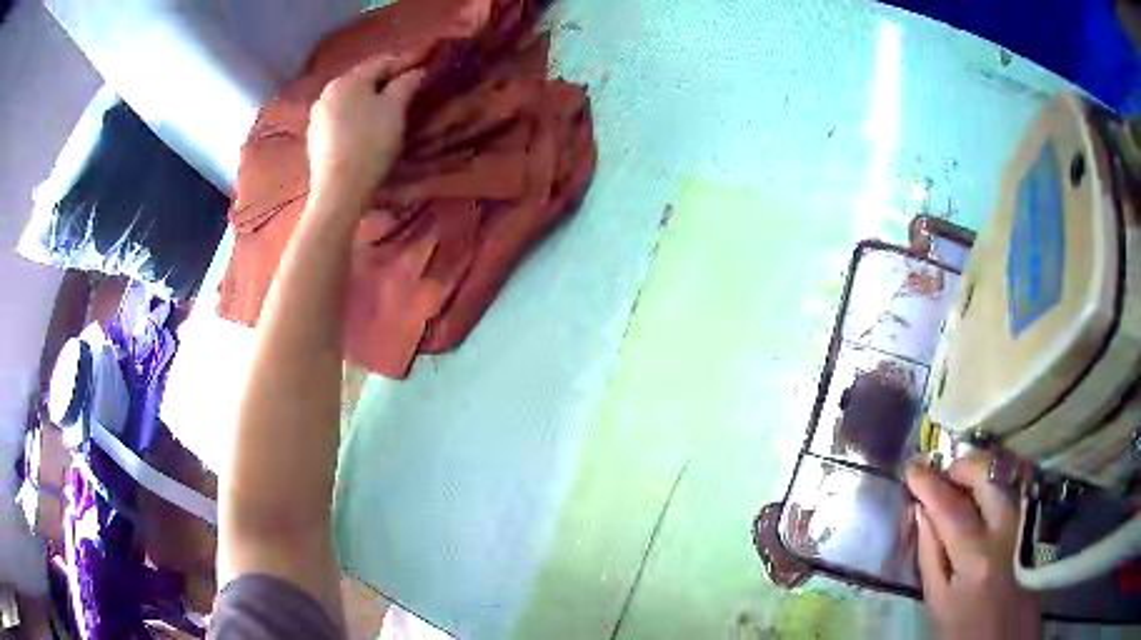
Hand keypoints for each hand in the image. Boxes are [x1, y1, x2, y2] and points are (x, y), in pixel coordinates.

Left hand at [307, 57, 423, 213]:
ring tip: (384, 112)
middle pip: (361, 81)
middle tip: (404, 91)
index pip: (381, 63)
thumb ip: (406, 84)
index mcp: (347, 80)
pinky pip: (338, 119)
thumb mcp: (395, 109)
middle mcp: (327, 92)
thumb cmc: (370, 143)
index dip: (404, 63)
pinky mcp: (314, 138)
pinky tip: (363, 130)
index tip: (421, 68)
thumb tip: (416, 71)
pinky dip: (353, 118)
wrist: (339, 190)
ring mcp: (317, 116)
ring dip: (366, 101)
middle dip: (383, 83)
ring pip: (348, 100)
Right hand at [905, 453, 1040, 639]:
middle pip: (988, 475)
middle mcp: (1007, 529)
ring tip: (962, 490)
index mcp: (977, 558)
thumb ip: (930, 554)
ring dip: (980, 474)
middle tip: (944, 479)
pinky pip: (1015, 488)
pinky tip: (984, 500)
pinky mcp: (1035, 522)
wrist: (1006, 636)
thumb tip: (923, 511)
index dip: (929, 484)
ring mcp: (1026, 523)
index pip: (951, 508)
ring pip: (1005, 476)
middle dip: (962, 467)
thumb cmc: (965, 628)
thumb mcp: (938, 602)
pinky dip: (996, 484)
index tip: (911, 468)